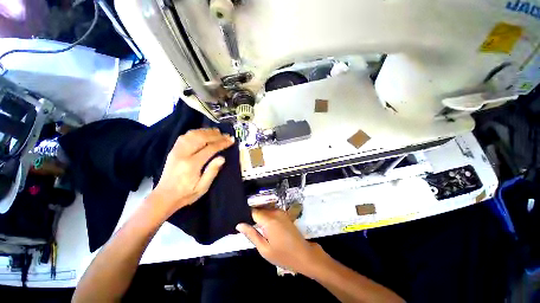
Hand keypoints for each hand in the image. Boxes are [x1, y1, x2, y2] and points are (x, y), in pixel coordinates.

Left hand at [151, 128, 234, 215]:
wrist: (164, 197)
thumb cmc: (186, 194)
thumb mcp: (202, 187)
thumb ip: (212, 171)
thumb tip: (222, 158)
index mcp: (192, 164)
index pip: (210, 148)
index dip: (222, 143)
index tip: (231, 140)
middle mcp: (183, 154)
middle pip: (201, 138)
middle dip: (215, 135)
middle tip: (226, 135)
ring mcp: (176, 151)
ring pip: (192, 135)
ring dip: (205, 131)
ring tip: (216, 131)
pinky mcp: (173, 150)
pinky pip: (184, 136)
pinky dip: (195, 132)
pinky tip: (202, 133)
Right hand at [236, 208, 326, 276]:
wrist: (304, 255)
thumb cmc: (284, 255)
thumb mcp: (264, 249)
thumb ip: (251, 235)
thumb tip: (239, 225)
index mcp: (269, 219)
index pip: (252, 211)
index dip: (246, 216)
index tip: (242, 223)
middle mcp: (275, 212)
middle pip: (259, 209)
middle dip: (253, 217)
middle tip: (249, 229)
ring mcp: (281, 212)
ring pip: (265, 210)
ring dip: (260, 217)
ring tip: (258, 229)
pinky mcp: (284, 214)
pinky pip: (271, 212)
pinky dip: (267, 217)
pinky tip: (266, 228)